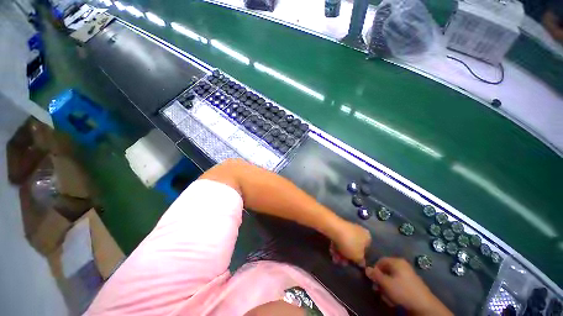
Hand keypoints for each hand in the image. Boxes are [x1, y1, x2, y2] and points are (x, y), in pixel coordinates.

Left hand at [331, 221, 370, 265]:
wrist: (334, 228)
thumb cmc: (350, 243)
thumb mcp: (358, 257)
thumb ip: (360, 261)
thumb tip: (361, 263)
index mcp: (367, 236)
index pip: (366, 249)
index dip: (359, 258)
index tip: (353, 264)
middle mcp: (359, 230)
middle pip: (353, 247)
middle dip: (347, 257)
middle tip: (342, 263)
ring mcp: (348, 228)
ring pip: (345, 244)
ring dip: (340, 253)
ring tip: (335, 258)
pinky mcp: (338, 227)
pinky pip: (338, 239)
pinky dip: (335, 246)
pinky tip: (331, 251)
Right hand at [365, 257, 451, 315]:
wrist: (424, 306)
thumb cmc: (403, 291)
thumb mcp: (386, 283)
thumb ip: (375, 275)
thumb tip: (365, 268)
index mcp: (396, 261)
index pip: (380, 261)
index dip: (374, 269)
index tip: (373, 280)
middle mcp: (402, 265)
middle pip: (386, 270)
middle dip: (381, 280)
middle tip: (378, 290)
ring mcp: (408, 274)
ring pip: (391, 278)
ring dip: (387, 287)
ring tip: (387, 296)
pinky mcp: (412, 283)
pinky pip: (398, 283)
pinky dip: (394, 290)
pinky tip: (394, 298)